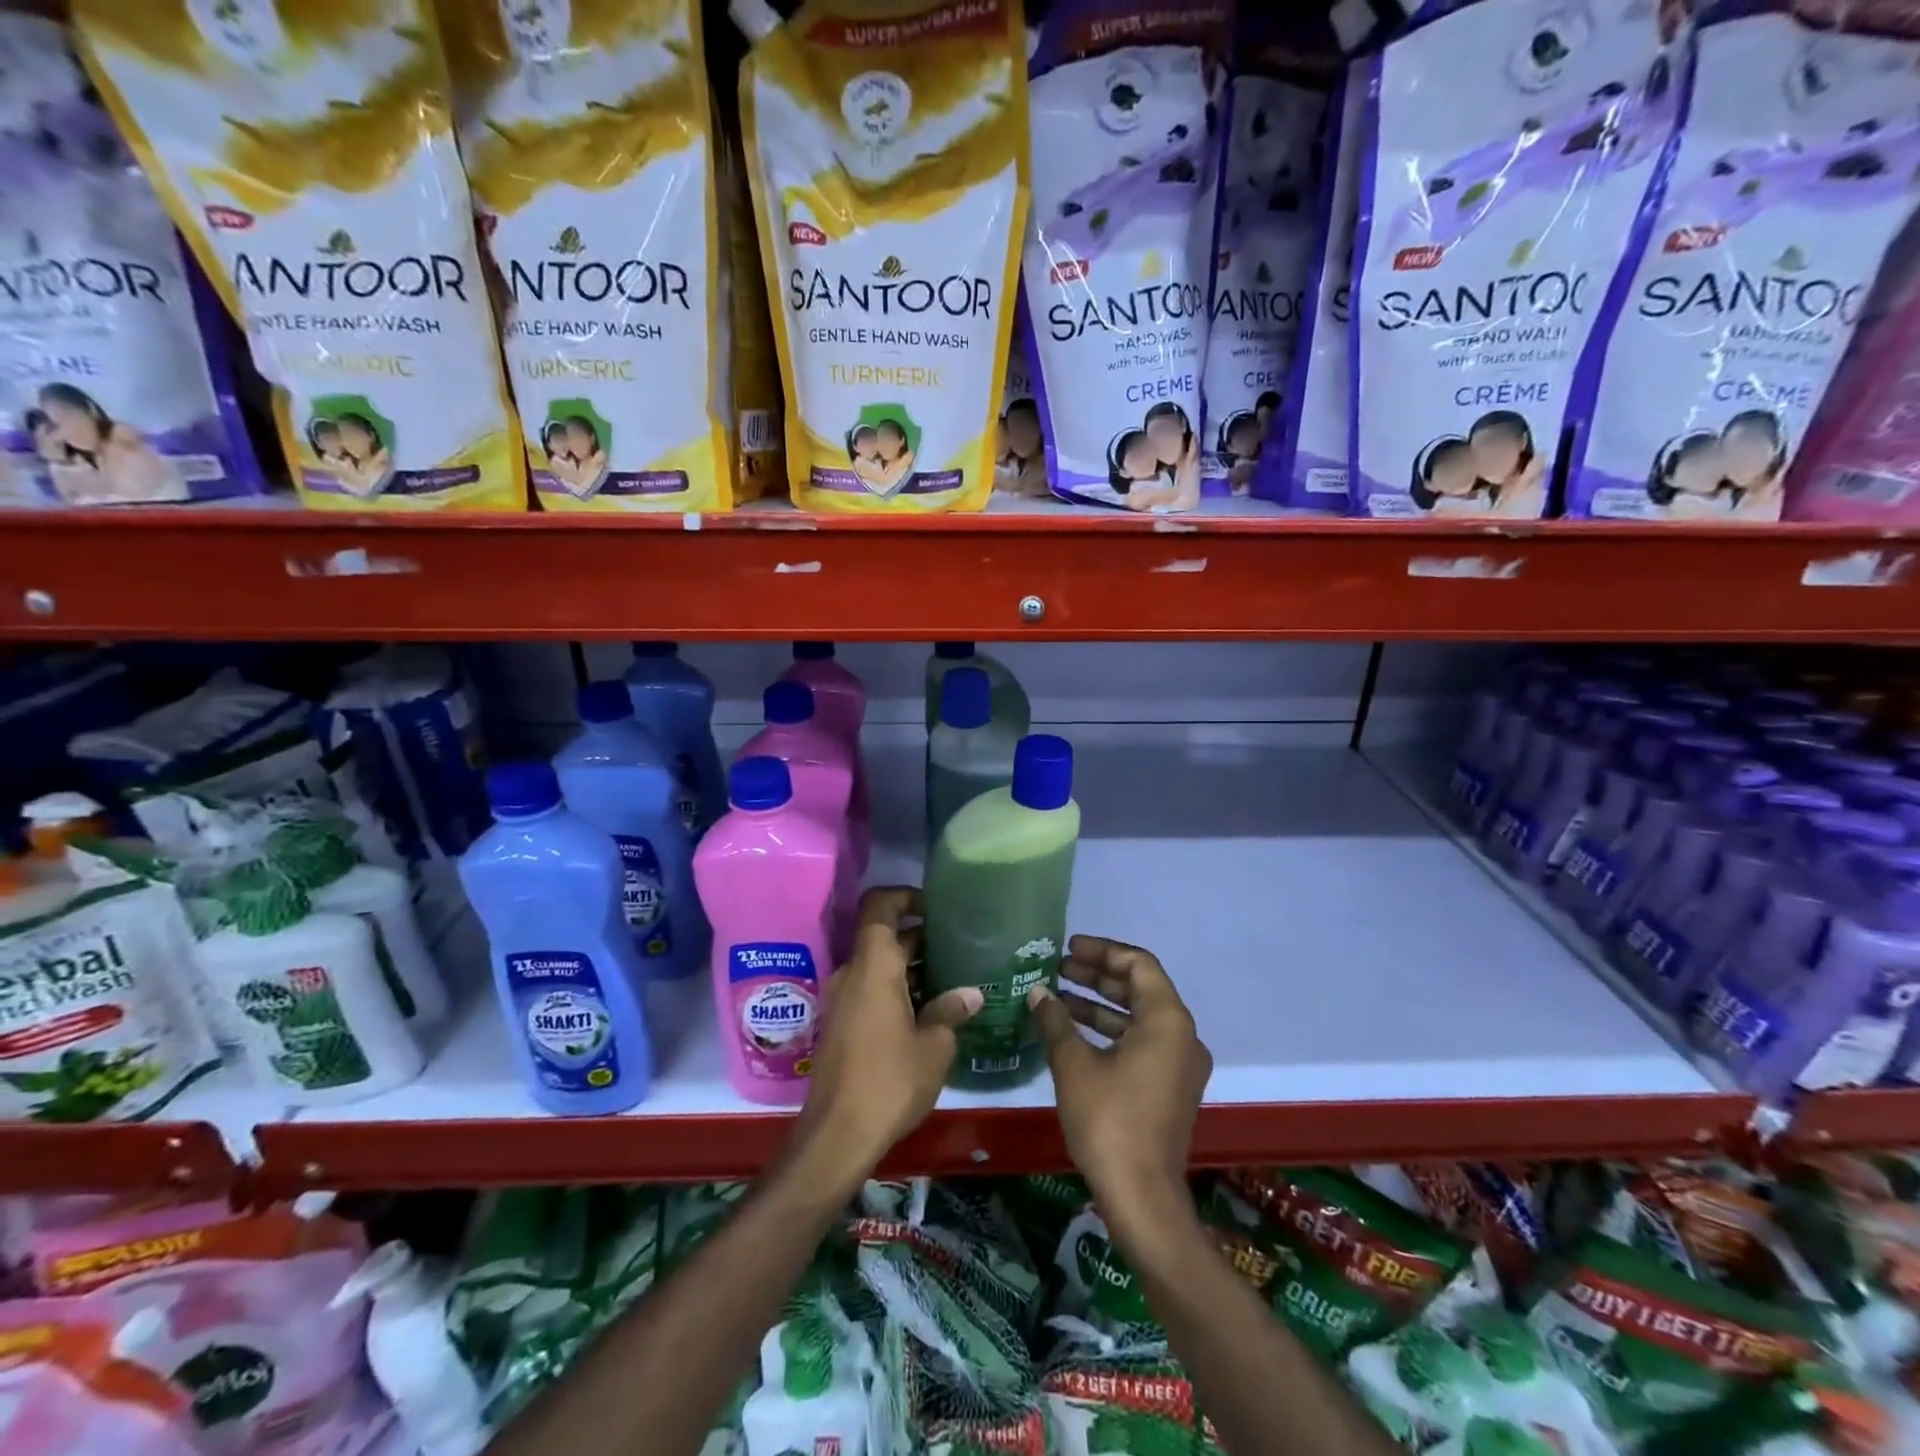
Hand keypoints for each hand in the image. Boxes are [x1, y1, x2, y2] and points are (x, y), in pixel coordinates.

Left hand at [789, 887, 980, 1194]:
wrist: (836, 1135)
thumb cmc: (889, 1081)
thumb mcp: (934, 1047)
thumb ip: (951, 1011)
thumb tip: (972, 993)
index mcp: (873, 966)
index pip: (880, 907)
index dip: (905, 895)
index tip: (936, 905)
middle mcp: (852, 973)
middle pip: (883, 936)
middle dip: (918, 936)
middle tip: (958, 944)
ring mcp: (842, 999)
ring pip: (878, 965)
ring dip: (909, 965)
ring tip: (951, 976)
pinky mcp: (841, 1023)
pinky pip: (870, 988)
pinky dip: (896, 987)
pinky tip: (928, 1009)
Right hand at [1029, 936, 1211, 1231]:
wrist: (1142, 1198)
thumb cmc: (1109, 1121)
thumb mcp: (1074, 1065)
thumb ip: (1055, 1021)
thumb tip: (1037, 992)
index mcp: (1167, 1021)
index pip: (1138, 964)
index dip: (1102, 951)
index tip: (1068, 949)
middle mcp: (1182, 1036)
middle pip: (1140, 988)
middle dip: (1097, 976)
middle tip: (1058, 969)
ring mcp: (1179, 1065)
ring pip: (1139, 1017)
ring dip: (1100, 1004)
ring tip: (1057, 998)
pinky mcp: (1170, 1088)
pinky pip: (1142, 1042)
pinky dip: (1110, 1032)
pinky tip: (1073, 1034)